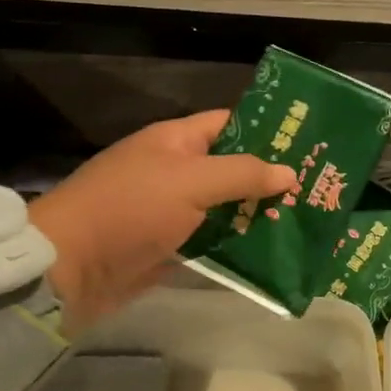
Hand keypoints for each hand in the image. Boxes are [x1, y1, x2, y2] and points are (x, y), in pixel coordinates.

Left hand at [28, 109, 297, 329]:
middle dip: (270, 178)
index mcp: (176, 141)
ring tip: (307, 220)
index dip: (267, 129)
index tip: (308, 141)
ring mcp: (172, 212)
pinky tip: (274, 252)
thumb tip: (289, 172)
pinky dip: (238, 246)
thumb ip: (242, 174)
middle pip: (231, 168)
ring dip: (258, 215)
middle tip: (319, 187)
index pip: (229, 124)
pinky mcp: (170, 247)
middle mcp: (176, 171)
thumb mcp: (190, 181)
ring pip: (225, 208)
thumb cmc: (131, 209)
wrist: (71, 267)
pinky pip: (212, 242)